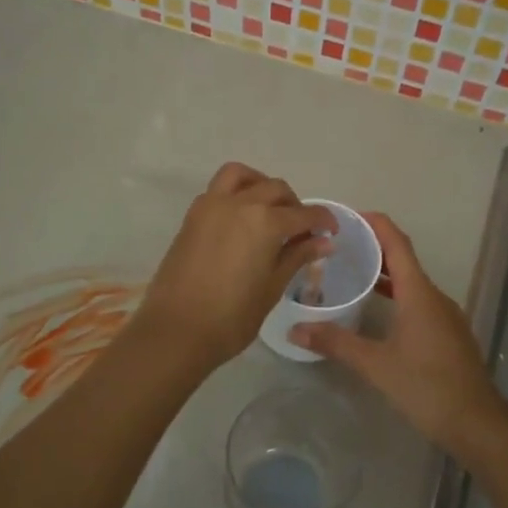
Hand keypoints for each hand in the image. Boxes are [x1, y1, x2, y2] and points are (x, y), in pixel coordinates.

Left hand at [133, 163, 334, 371]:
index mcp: (265, 222)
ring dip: (261, 185)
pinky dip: (236, 194)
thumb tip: (324, 242)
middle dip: (294, 205)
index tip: (331, 232)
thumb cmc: (231, 317)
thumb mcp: (272, 288)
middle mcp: (239, 204)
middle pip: (275, 189)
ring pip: (241, 176)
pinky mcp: (192, 216)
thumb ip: (297, 257)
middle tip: (301, 230)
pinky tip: (242, 222)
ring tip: (269, 211)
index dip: (323, 220)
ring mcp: (211, 206)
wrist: (176, 330)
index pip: (304, 213)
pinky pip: (218, 190)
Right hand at [289, 213, 507, 455]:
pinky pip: (418, 302)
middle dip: (373, 248)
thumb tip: (295, 330)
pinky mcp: (447, 334)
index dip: (375, 224)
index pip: (397, 244)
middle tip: (338, 247)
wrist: (477, 424)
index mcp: (419, 294)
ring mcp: (445, 316)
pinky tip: (377, 311)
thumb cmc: (427, 387)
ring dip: (384, 274)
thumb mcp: (376, 365)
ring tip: (351, 274)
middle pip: (403, 260)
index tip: (348, 216)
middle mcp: (435, 297)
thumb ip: (336, 343)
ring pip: (411, 283)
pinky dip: (396, 295)